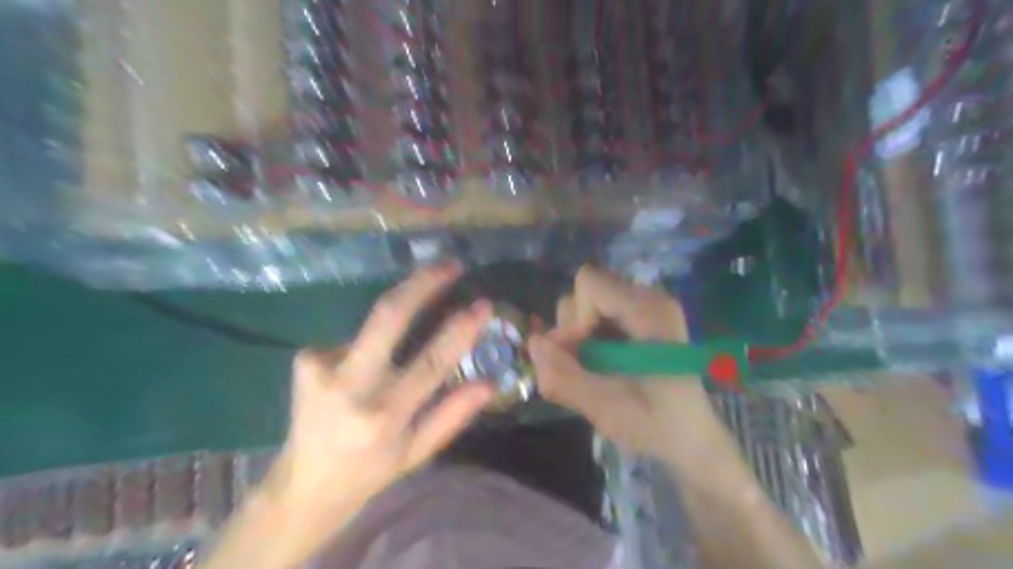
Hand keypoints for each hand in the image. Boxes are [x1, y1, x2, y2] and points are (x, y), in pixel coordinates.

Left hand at [265, 265, 494, 527]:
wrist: (304, 485)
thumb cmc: (370, 470)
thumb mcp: (419, 451)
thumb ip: (454, 415)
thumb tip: (490, 382)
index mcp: (384, 415)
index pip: (430, 362)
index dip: (460, 329)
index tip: (483, 304)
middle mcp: (349, 386)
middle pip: (387, 316)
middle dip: (422, 283)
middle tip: (449, 265)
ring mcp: (320, 367)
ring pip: (374, 322)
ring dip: (399, 321)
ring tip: (398, 355)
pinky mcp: (305, 357)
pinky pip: (355, 338)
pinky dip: (370, 345)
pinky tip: (363, 370)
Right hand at [528, 267, 733, 465]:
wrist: (691, 439)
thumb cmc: (657, 425)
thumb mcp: (607, 408)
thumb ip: (565, 376)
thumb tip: (532, 343)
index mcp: (650, 312)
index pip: (589, 285)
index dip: (573, 317)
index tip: (577, 354)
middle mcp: (649, 299)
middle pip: (586, 289)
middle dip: (573, 326)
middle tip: (582, 364)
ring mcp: (644, 307)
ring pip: (587, 301)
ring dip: (577, 333)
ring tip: (591, 368)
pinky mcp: (638, 319)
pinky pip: (596, 314)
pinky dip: (586, 337)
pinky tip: (598, 364)